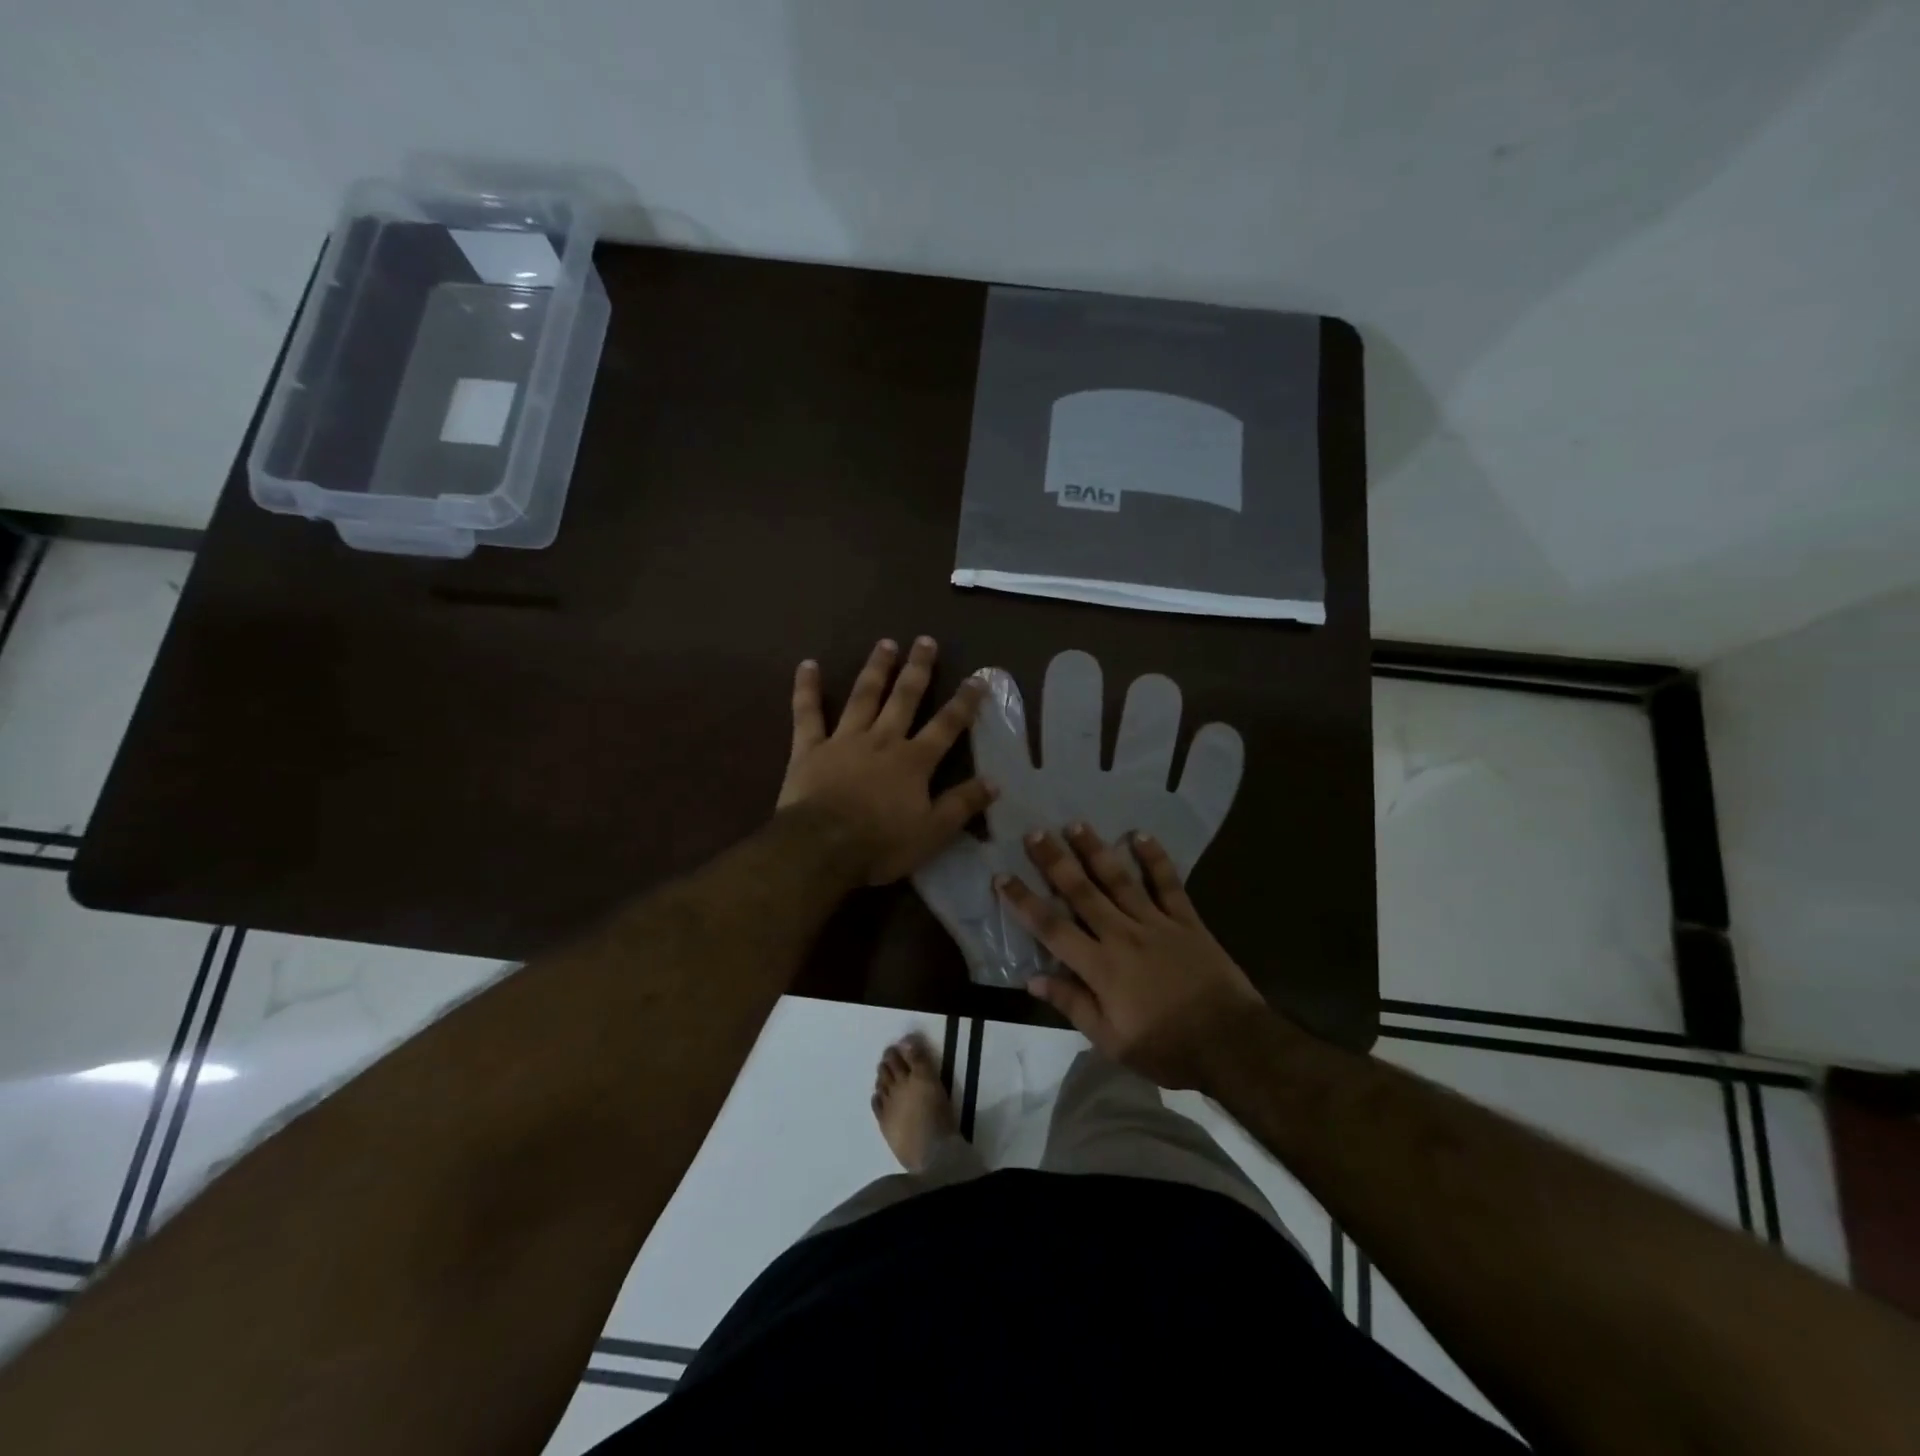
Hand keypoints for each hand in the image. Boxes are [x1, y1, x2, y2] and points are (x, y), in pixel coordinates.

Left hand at [777, 636, 996, 884]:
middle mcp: (882, 740)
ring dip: (876, 668)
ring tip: (886, 643)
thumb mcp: (932, 832)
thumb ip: (962, 805)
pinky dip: (807, 688)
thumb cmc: (880, 844)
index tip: (977, 678)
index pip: (946, 725)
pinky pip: (807, 713)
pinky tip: (808, 664)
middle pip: (904, 698)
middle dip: (918, 669)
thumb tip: (994, 782)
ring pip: (863, 696)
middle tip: (926, 640)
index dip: (964, 702)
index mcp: (913, 761)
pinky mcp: (809, 748)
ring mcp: (844, 740)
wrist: (821, 847)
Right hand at [995, 824, 1267, 1088]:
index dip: (1024, 901)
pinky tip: (1140, 835)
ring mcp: (1157, 923)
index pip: (1052, 928)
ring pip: (1120, 879)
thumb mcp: (1111, 1040)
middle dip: (1055, 862)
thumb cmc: (1167, 1048)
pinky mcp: (1187, 920)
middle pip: (1082, 892)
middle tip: (1034, 833)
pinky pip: (1168, 883)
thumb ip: (1073, 1004)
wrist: (1231, 1044)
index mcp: (1100, 967)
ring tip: (1075, 824)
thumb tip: (1032, 978)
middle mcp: (1123, 935)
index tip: (1002, 877)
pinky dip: (1154, 858)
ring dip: (1095, 850)